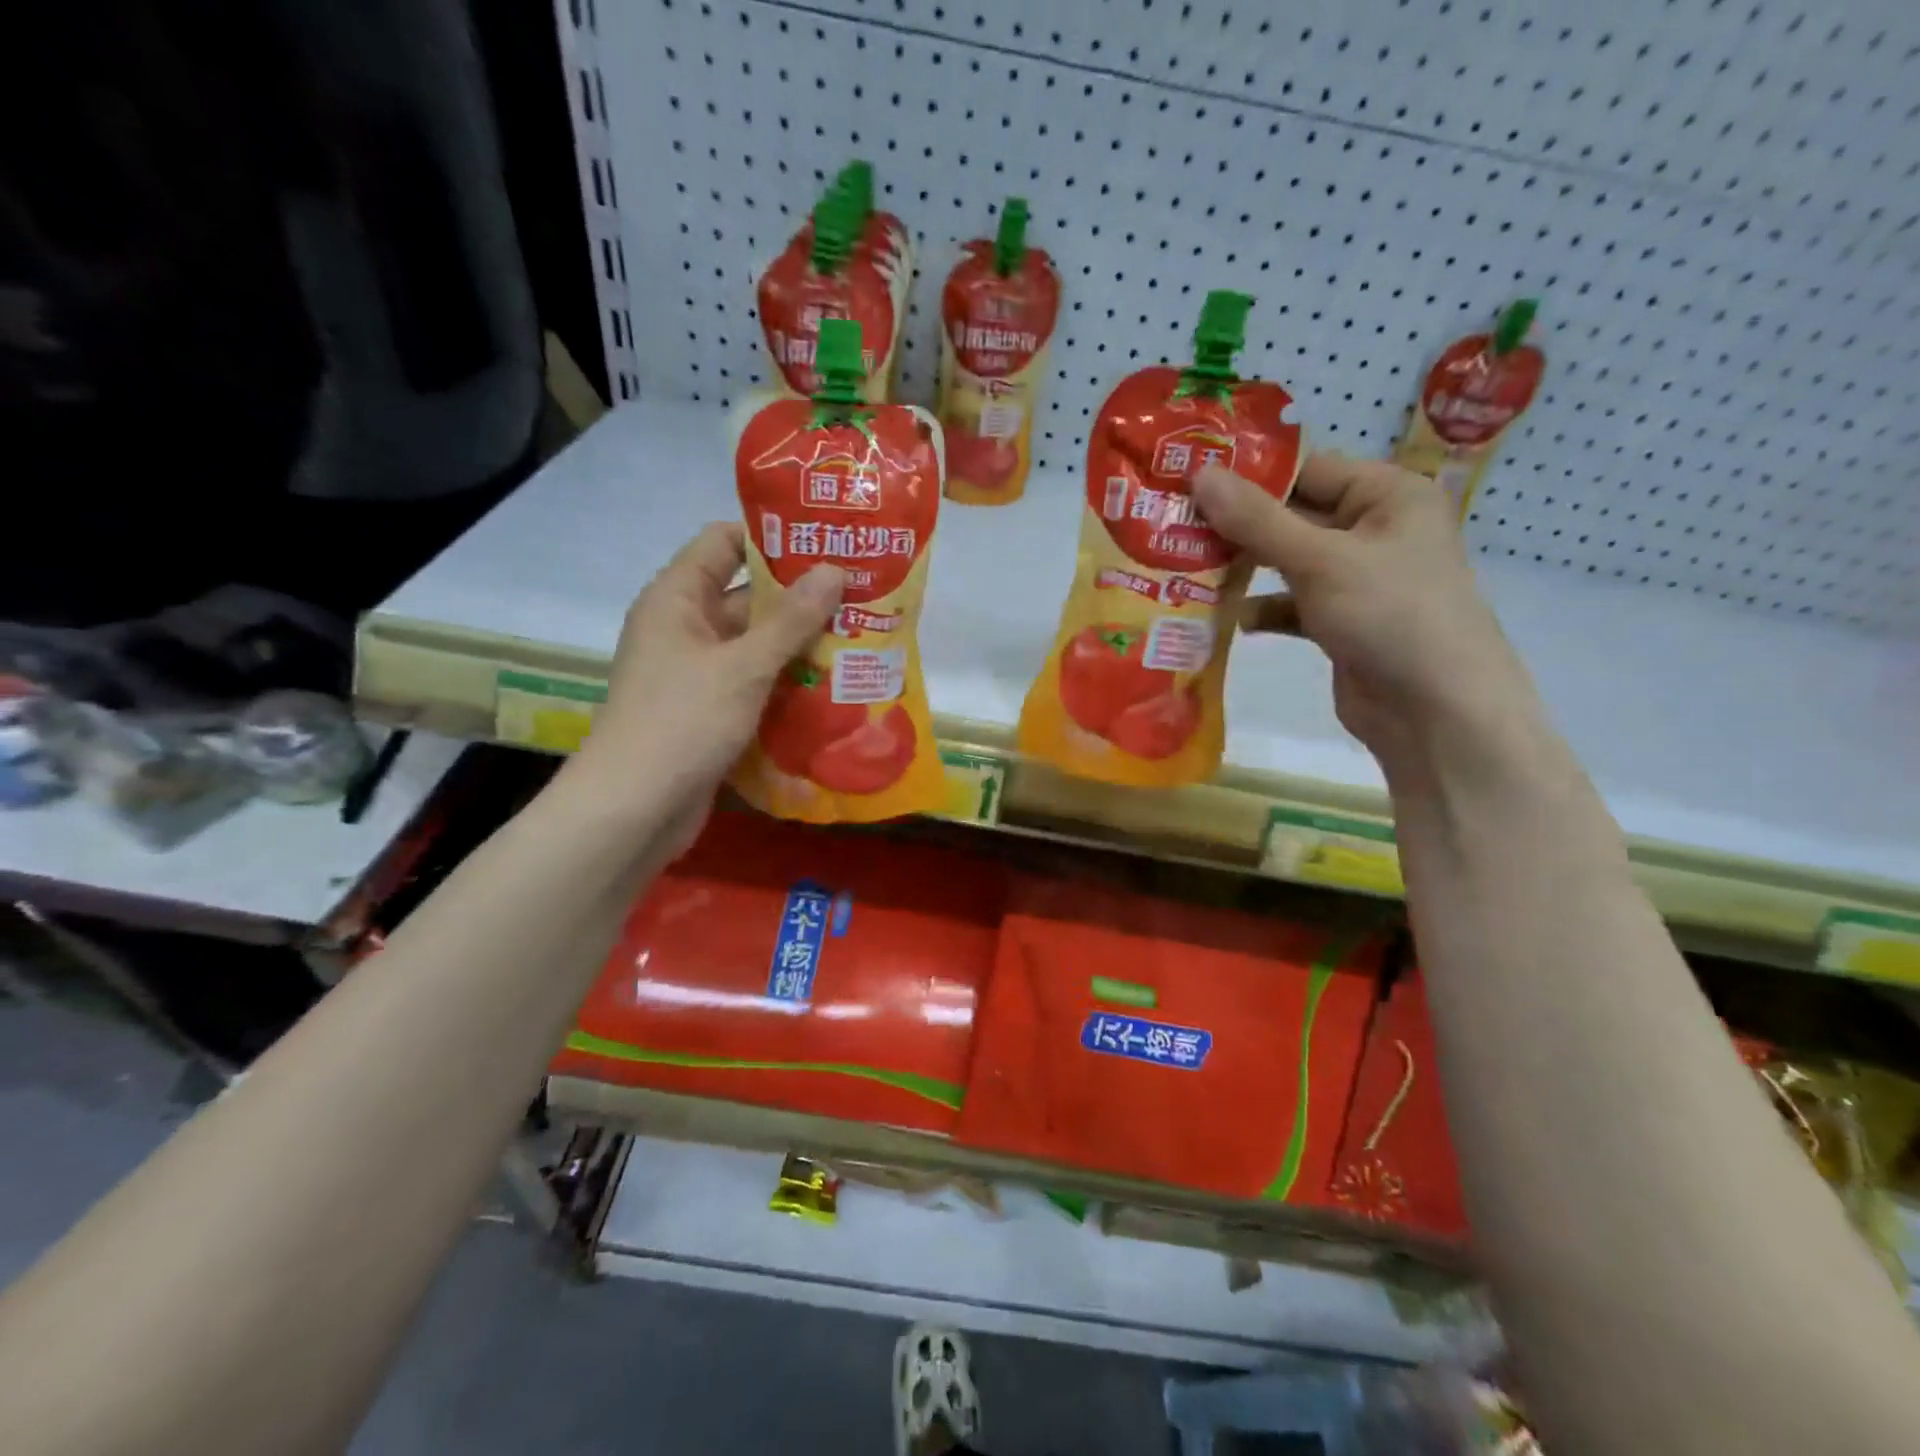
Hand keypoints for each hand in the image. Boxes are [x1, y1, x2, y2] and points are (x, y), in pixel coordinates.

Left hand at [564, 522, 841, 850]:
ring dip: (801, 645)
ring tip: (861, 639)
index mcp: (677, 599)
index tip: (827, 543)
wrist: (634, 810)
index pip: (724, 542)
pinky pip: (755, 684)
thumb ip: (792, 619)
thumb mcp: (743, 666)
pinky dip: (787, 684)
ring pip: (756, 645)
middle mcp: (685, 628)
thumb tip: (834, 569)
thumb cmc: (683, 722)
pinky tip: (834, 687)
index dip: (772, 538)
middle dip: (802, 598)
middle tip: (862, 596)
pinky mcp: (710, 711)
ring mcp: (697, 673)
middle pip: (748, 597)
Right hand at [1192, 454, 1536, 768]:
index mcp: (1388, 496)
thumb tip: (1199, 474)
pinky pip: (1291, 604)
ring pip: (1287, 562)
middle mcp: (1374, 530)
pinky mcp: (1341, 621)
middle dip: (1236, 526)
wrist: (1435, 712)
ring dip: (1242, 569)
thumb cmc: (1389, 615)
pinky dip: (1261, 609)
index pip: (1307, 469)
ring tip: (1183, 567)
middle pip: (1292, 516)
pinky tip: (1226, 617)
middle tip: (1172, 524)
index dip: (1248, 475)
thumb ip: (1256, 520)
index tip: (1187, 479)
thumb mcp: (1319, 560)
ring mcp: (1357, 580)